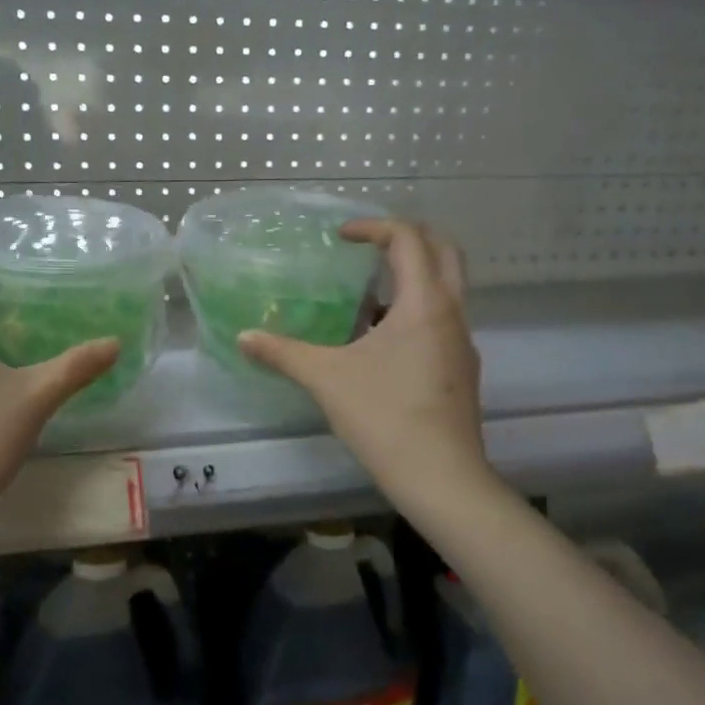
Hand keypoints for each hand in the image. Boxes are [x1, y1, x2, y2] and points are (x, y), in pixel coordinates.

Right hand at [239, 220, 488, 508]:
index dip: (374, 227)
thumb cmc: (384, 416)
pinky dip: (414, 313)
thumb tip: (243, 338)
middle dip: (407, 240)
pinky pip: (441, 322)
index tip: (342, 237)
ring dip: (410, 279)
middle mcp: (452, 313)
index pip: (410, 239)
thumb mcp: (325, 379)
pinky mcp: (461, 370)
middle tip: (368, 248)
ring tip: (366, 298)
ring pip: (445, 290)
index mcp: (425, 302)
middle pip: (443, 252)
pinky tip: (379, 345)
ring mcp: (462, 343)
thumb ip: (283, 353)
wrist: (440, 476)